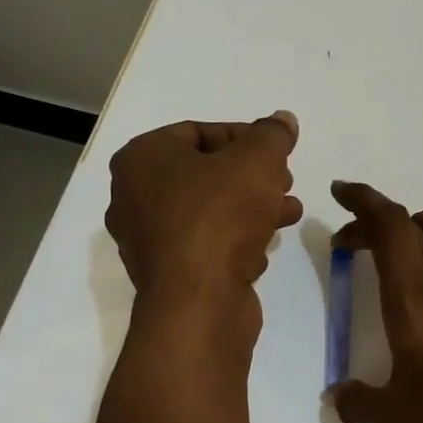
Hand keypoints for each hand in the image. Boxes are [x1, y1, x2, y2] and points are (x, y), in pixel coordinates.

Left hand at [105, 114, 302, 312]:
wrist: (199, 302)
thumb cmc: (220, 217)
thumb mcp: (257, 160)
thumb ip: (272, 135)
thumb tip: (283, 120)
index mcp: (142, 160)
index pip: (198, 132)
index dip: (244, 136)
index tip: (278, 151)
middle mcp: (133, 197)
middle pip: (204, 173)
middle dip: (251, 175)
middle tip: (284, 179)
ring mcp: (148, 240)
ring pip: (208, 211)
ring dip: (251, 207)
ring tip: (289, 211)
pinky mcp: (168, 274)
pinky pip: (205, 244)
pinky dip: (235, 239)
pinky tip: (264, 245)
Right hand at [328, 182, 422, 422]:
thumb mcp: (395, 421)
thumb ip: (357, 404)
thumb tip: (338, 395)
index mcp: (413, 295)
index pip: (387, 224)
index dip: (362, 199)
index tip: (341, 192)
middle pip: (412, 222)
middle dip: (376, 220)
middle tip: (356, 241)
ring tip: (414, 246)